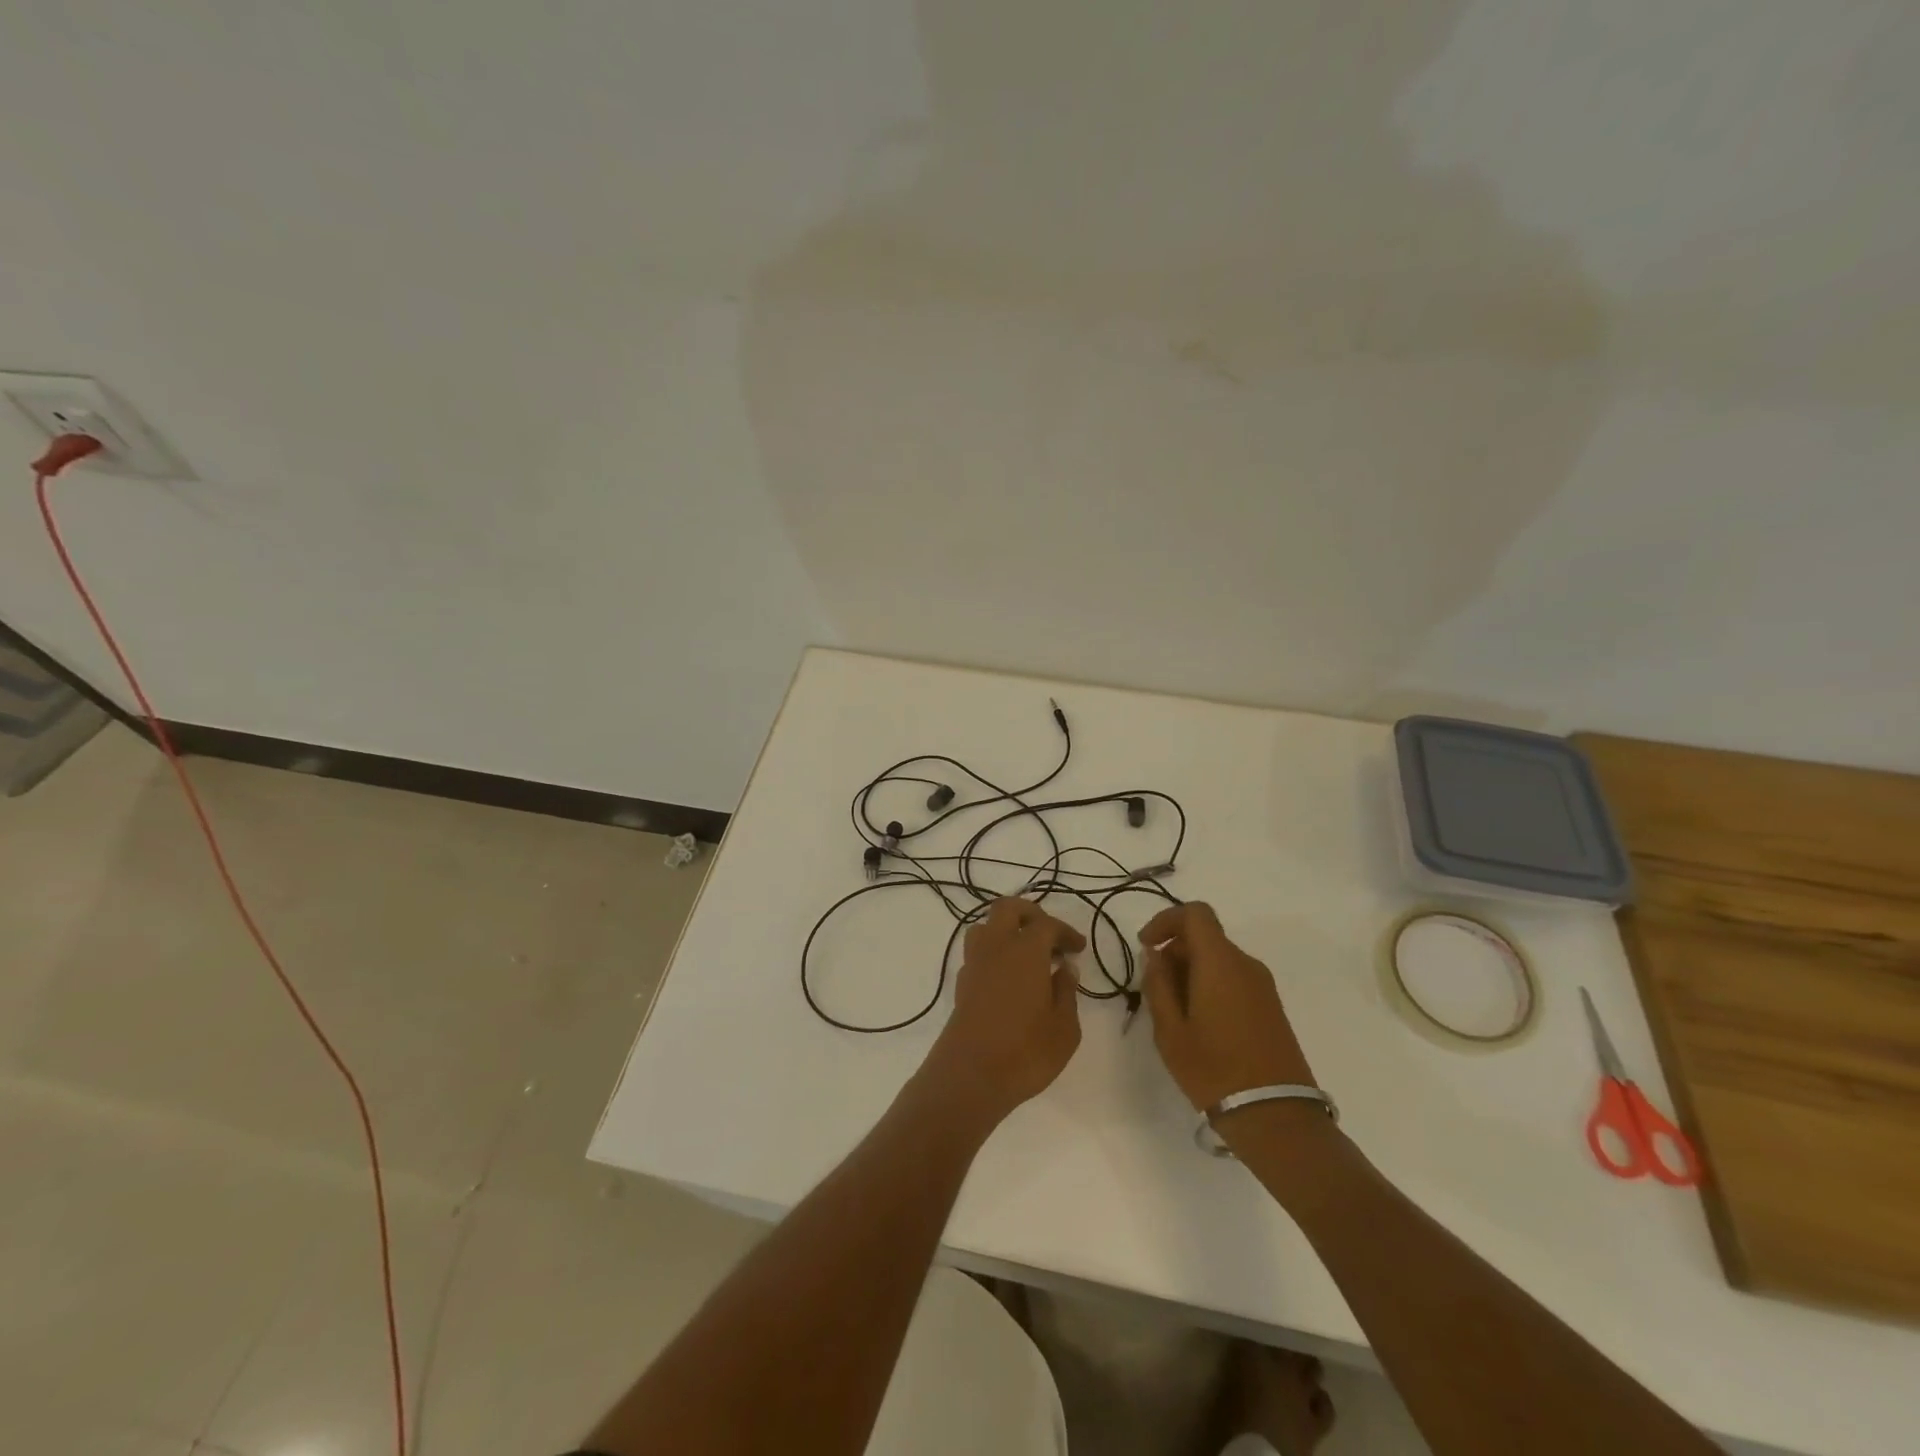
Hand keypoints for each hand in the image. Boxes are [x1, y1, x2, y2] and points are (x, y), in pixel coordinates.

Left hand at [923, 898, 1085, 1125]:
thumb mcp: (1064, 1028)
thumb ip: (1067, 993)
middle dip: (1030, 914)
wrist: (970, 1077)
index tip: (1079, 948)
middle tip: (1049, 935)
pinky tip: (1008, 979)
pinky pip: (977, 953)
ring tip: (1026, 955)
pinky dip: (994, 954)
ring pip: (985, 927)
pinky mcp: (961, 985)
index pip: (1046, 924)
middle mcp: (996, 948)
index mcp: (1025, 950)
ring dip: (1006, 931)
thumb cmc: (1026, 1051)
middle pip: (1007, 909)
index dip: (1065, 932)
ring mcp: (974, 965)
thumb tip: (1065, 969)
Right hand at [1139, 902, 1316, 1112]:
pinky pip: (1234, 978)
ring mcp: (1263, 986)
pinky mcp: (1271, 1007)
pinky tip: (1201, 1023)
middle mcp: (1245, 964)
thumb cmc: (1214, 1069)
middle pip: (1205, 937)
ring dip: (1191, 971)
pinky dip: (1211, 985)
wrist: (1277, 1116)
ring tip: (1175, 1013)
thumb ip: (1158, 984)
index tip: (1146, 946)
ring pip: (1219, 959)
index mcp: (1220, 962)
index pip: (1195, 913)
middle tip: (1154, 990)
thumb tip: (1156, 955)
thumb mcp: (1170, 1030)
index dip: (1166, 920)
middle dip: (1175, 952)